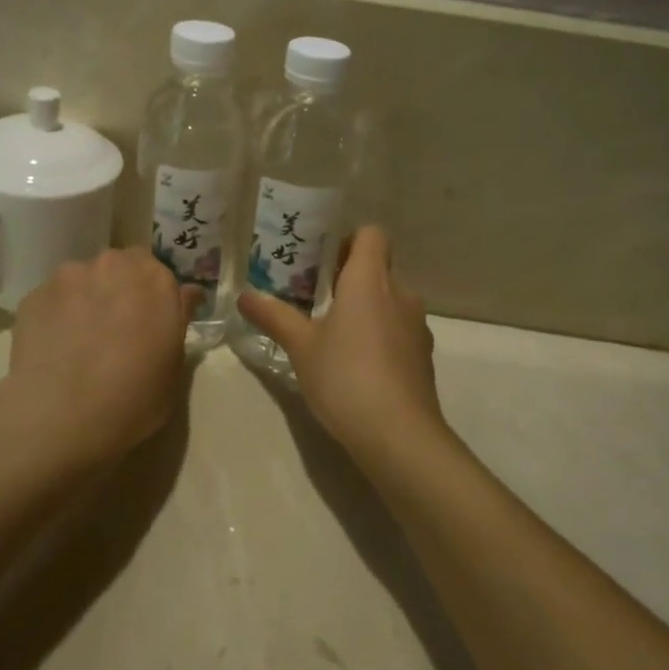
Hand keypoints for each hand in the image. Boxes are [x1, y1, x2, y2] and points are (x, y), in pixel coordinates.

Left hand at [0, 249, 197, 470]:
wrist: (61, 418)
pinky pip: (53, 299)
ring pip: (83, 279)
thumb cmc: (133, 399)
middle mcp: (114, 265)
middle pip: (120, 266)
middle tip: (115, 327)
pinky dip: (56, 315)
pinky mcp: (34, 294)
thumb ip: (179, 319)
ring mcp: (70, 277)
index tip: (150, 320)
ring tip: (79, 339)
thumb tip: (186, 294)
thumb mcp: (173, 366)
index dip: (153, 295)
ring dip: (86, 298)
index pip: (159, 271)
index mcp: (156, 280)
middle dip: (120, 288)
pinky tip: (54, 347)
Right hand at [237, 226, 442, 461]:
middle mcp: (400, 293)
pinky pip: (400, 330)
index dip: (348, 241)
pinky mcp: (423, 356)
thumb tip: (244, 295)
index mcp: (370, 279)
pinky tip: (358, 366)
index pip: (372, 235)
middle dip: (350, 279)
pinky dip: (381, 336)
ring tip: (335, 336)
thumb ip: (273, 316)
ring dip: (367, 309)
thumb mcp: (300, 346)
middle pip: (379, 268)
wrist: (399, 435)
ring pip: (391, 301)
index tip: (323, 265)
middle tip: (316, 301)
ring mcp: (417, 325)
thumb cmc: (345, 376)